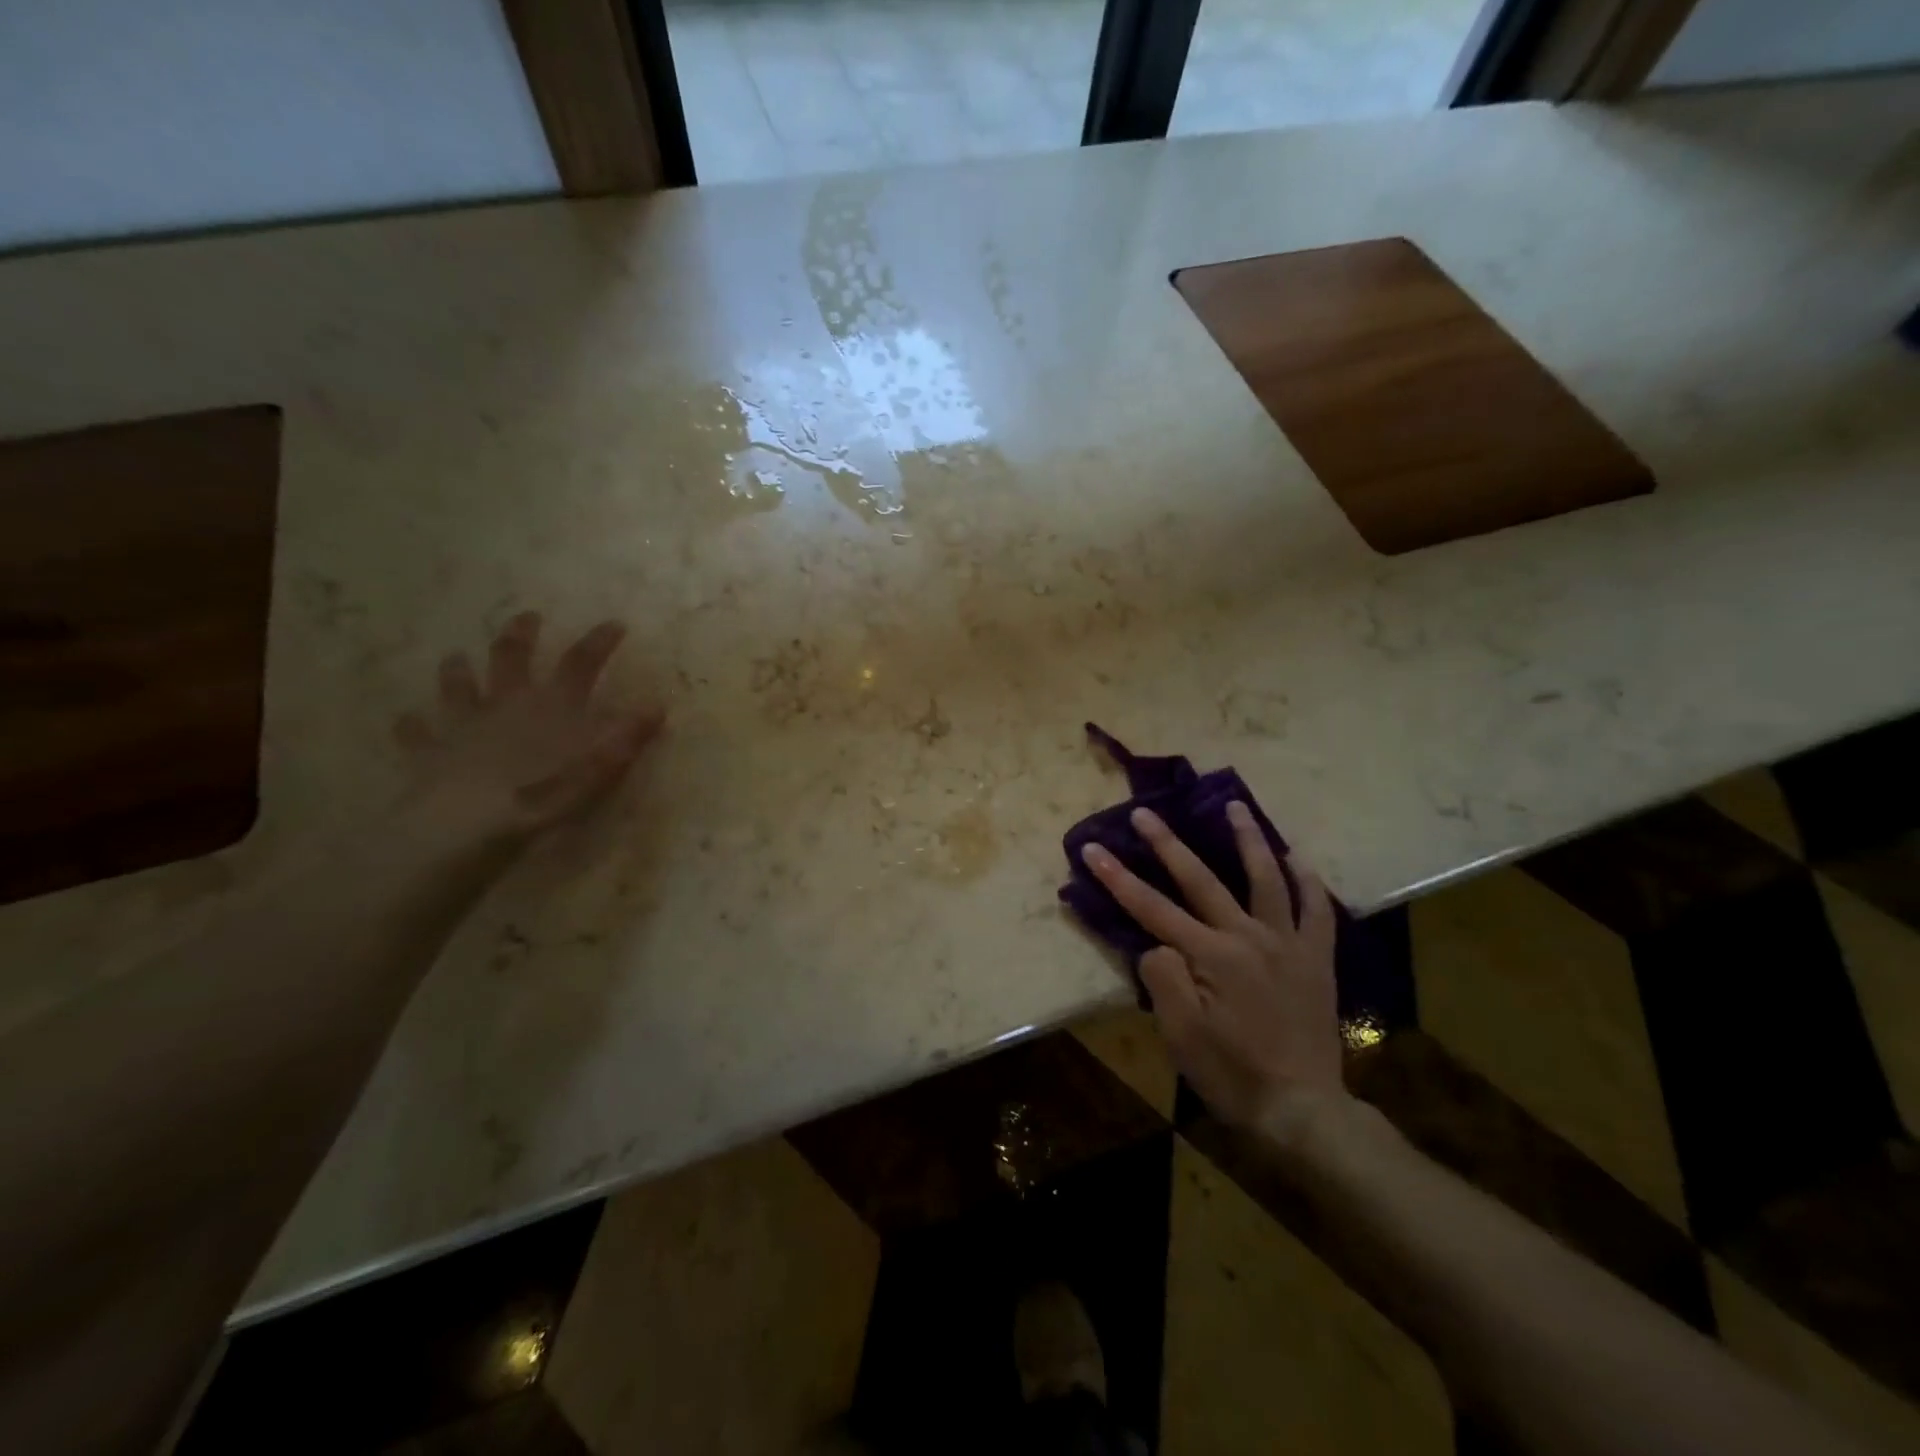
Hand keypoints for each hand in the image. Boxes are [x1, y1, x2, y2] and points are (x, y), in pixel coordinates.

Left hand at [393, 612, 663, 843]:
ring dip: (458, 671)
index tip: (614, 624)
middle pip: (511, 657)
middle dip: (520, 635)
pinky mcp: (430, 752)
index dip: (599, 641)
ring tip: (455, 657)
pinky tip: (407, 720)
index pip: (581, 663)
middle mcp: (506, 703)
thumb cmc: (540, 794)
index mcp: (551, 706)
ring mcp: (464, 724)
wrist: (464, 824)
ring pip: (458, 687)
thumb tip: (657, 706)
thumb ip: (626, 737)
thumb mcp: (598, 769)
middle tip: (527, 617)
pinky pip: (417, 733)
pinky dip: (413, 725)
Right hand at [1080, 802, 1342, 1134]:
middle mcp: (1248, 937)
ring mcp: (1287, 943)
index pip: (1152, 908)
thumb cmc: (1231, 1073)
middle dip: (1168, 844)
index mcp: (1210, 956)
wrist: (1302, 1109)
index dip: (1118, 876)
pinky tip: (1296, 858)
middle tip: (1146, 812)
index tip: (1093, 847)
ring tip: (1235, 806)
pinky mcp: (1316, 959)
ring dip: (1248, 840)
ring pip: (1266, 879)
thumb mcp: (1180, 1034)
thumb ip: (1163, 978)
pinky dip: (1308, 881)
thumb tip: (1157, 944)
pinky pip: (1317, 911)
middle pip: (1201, 880)